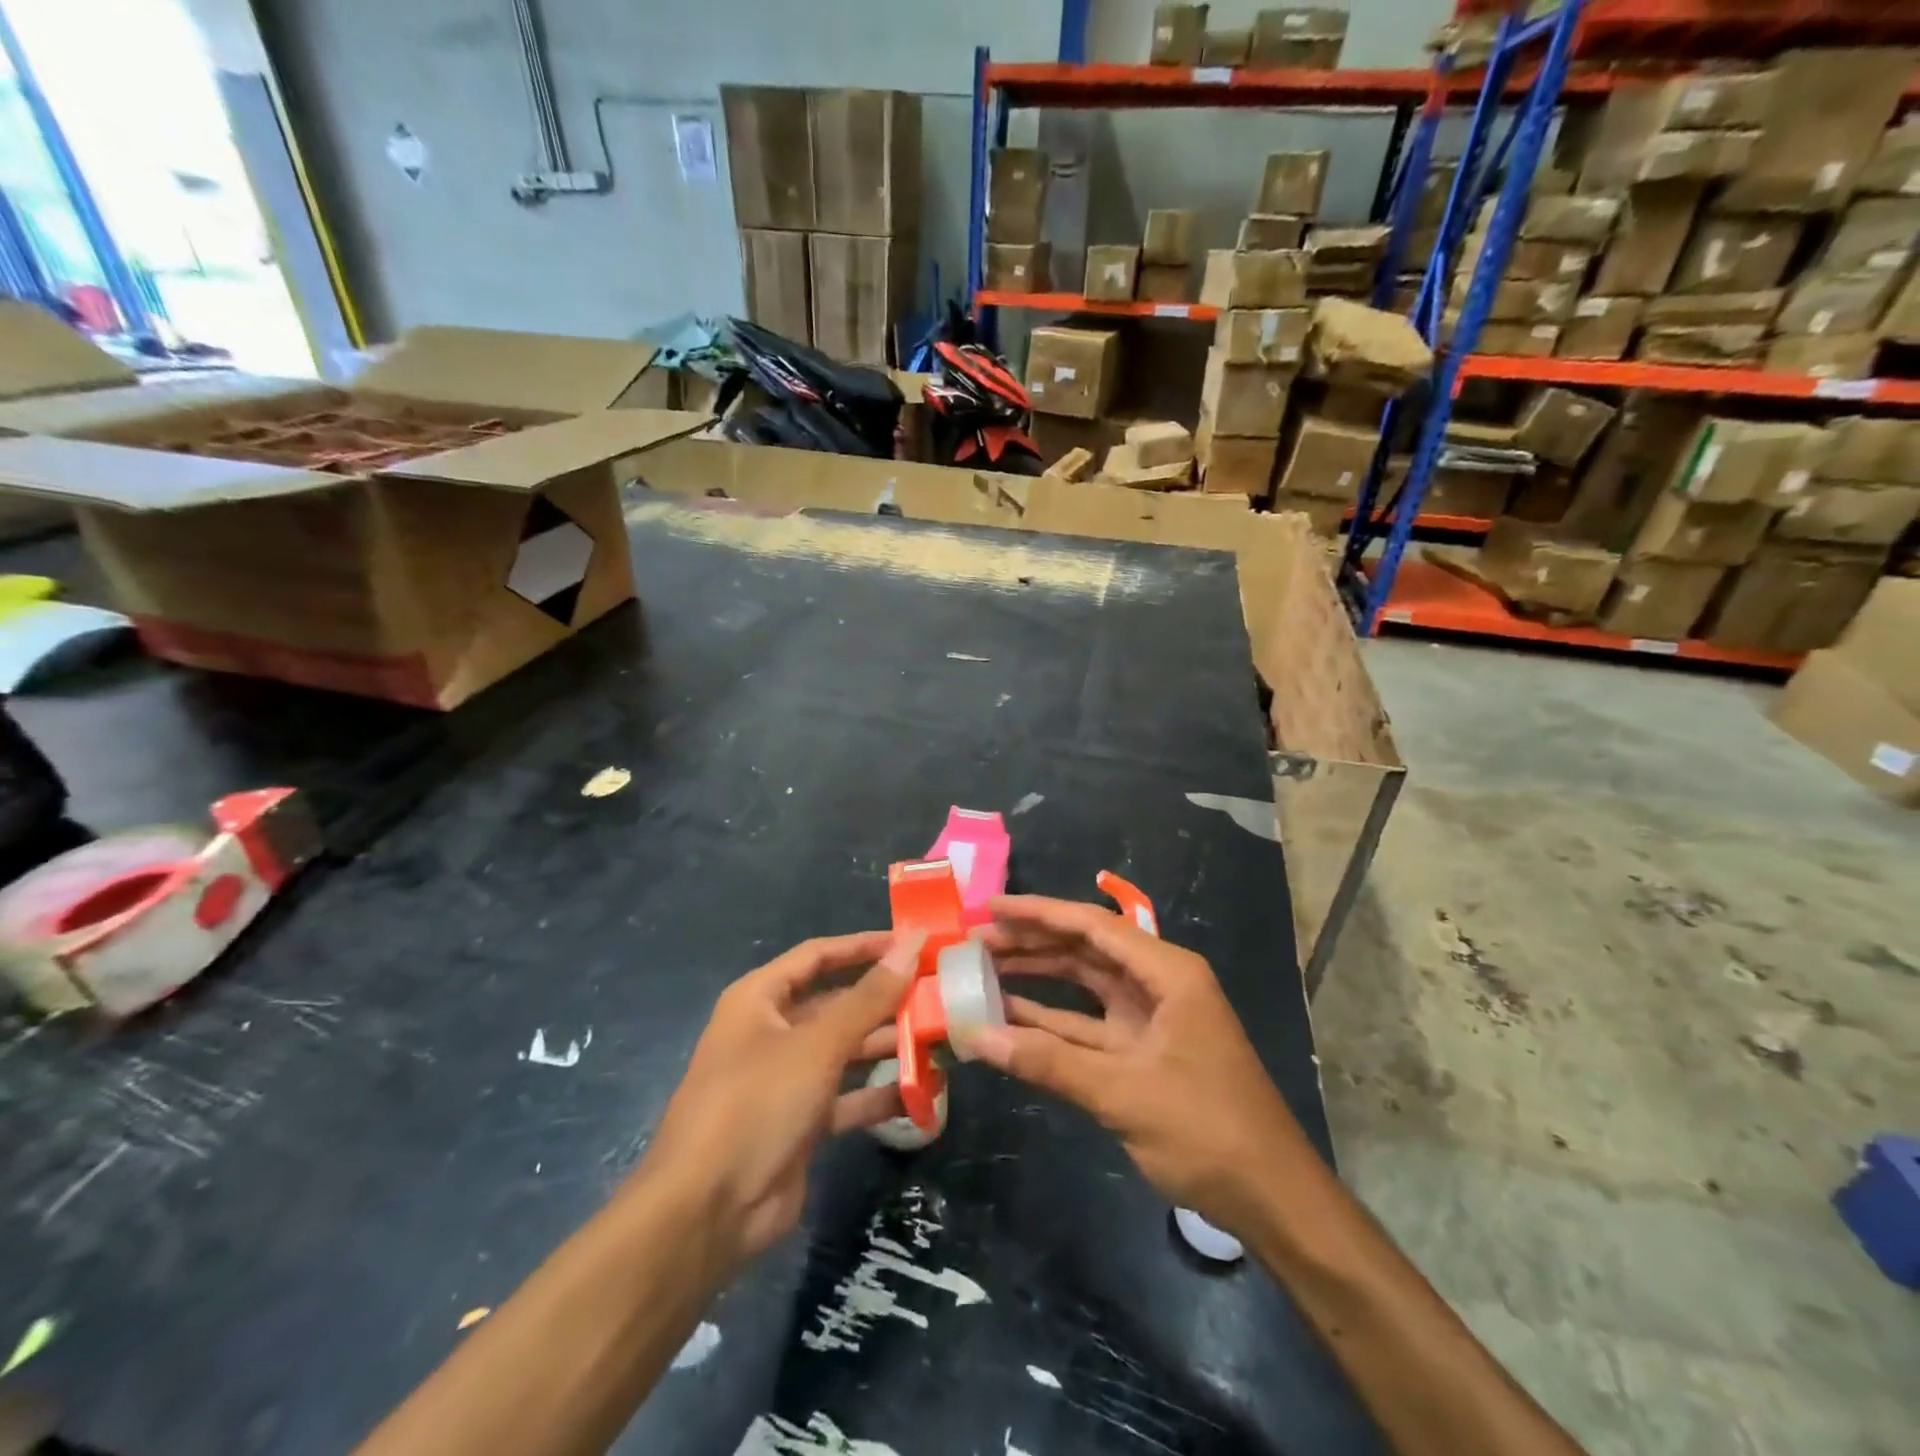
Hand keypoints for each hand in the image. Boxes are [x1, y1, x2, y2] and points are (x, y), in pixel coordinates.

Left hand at [641, 932, 918, 1269]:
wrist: (708, 1212)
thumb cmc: (757, 1103)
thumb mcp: (817, 1045)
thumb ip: (869, 997)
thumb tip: (911, 946)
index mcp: (759, 999)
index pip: (818, 956)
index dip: (863, 946)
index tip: (910, 944)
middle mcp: (771, 1032)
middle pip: (835, 1004)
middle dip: (883, 1000)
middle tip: (935, 996)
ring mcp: (785, 1080)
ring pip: (844, 1051)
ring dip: (886, 1046)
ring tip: (937, 1040)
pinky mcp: (800, 1123)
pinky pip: (846, 1098)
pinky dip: (878, 1095)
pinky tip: (921, 1093)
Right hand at [974, 895, 1308, 1236]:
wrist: (1272, 1198)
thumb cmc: (1207, 1130)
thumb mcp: (1123, 1092)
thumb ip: (1048, 1061)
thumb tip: (977, 1035)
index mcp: (1167, 973)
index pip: (1092, 926)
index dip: (1038, 913)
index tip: (991, 908)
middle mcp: (1158, 984)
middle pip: (1086, 949)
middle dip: (1033, 942)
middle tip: (977, 939)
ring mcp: (1150, 1019)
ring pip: (1084, 985)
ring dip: (1038, 978)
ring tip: (984, 968)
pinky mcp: (1142, 1052)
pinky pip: (1088, 1026)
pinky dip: (1052, 1022)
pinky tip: (1011, 1016)